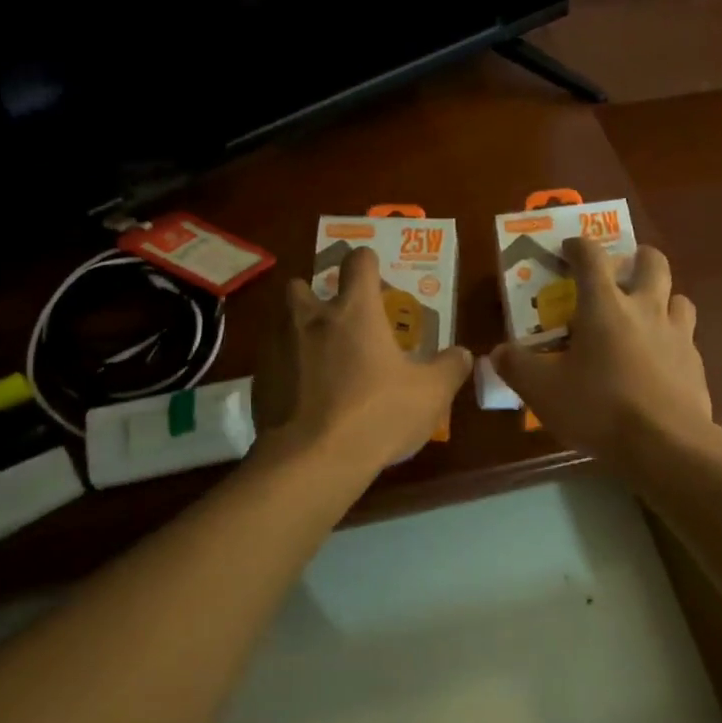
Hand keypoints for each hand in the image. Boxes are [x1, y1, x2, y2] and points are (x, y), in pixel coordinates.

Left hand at [256, 246, 472, 471]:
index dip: (368, 262)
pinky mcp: (259, 380)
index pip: (358, 263)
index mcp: (354, 312)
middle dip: (315, 293)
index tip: (373, 270)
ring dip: (298, 330)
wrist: (312, 460)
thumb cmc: (378, 415)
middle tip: (335, 318)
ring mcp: (278, 348)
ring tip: (318, 357)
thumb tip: (462, 353)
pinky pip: (272, 362)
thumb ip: (450, 368)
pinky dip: (287, 369)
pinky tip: (303, 395)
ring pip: (282, 322)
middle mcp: (309, 318)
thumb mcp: (431, 394)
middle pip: (302, 285)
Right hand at [490, 239, 715, 473]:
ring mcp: (678, 335)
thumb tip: (498, 352)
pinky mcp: (696, 364)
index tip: (569, 247)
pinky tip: (660, 362)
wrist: (665, 445)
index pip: (591, 258)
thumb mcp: (543, 391)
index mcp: (605, 306)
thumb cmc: (599, 408)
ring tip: (646, 316)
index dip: (578, 246)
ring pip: (678, 297)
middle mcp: (646, 309)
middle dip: (638, 257)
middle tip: (624, 270)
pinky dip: (673, 340)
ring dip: (663, 298)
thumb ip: (517, 367)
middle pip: (652, 262)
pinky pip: (687, 338)